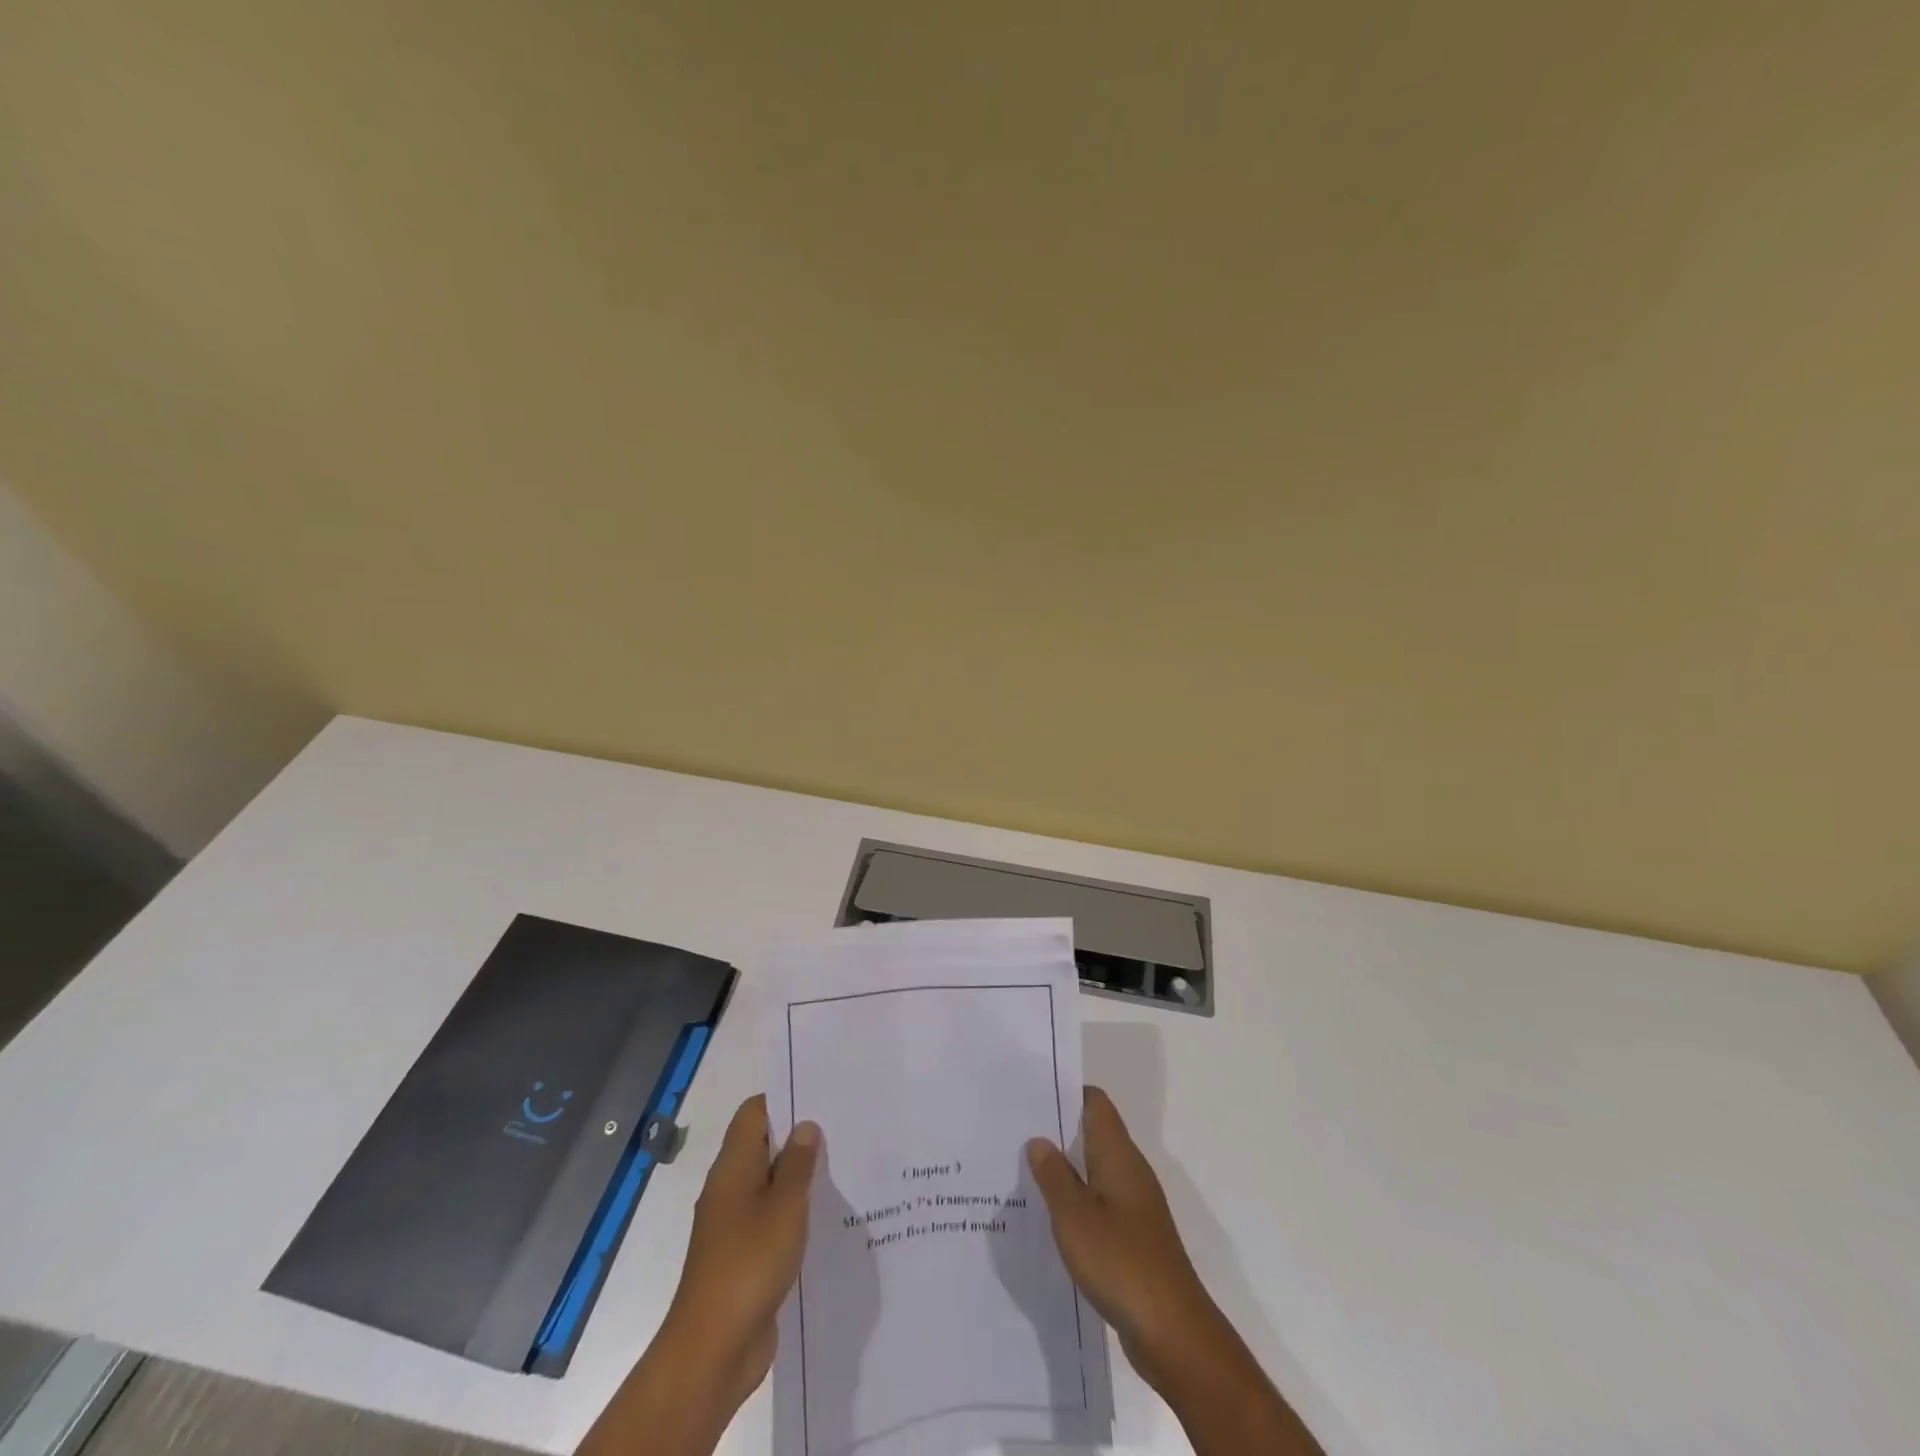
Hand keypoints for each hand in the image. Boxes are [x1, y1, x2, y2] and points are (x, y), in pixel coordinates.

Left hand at [665, 1094, 820, 1410]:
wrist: (713, 1349)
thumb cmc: (749, 1263)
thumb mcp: (785, 1206)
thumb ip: (798, 1164)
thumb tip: (805, 1126)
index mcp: (733, 1167)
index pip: (754, 1113)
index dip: (784, 1100)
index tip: (820, 1097)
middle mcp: (730, 1189)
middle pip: (763, 1146)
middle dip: (798, 1138)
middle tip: (842, 1130)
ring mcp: (734, 1225)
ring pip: (769, 1185)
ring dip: (799, 1178)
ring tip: (842, 1169)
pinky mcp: (744, 1257)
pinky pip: (771, 1220)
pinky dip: (794, 1213)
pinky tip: (825, 1218)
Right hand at [1024, 1086, 1219, 1390]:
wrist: (1173, 1332)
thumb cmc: (1121, 1262)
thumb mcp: (1074, 1217)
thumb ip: (1054, 1175)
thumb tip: (1039, 1139)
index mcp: (1118, 1155)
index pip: (1095, 1103)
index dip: (1066, 1092)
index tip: (1031, 1093)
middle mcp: (1129, 1171)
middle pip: (1093, 1133)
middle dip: (1058, 1129)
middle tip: (1014, 1131)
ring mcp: (1134, 1205)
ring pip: (1094, 1170)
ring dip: (1064, 1168)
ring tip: (1022, 1170)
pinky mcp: (1133, 1236)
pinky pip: (1099, 1202)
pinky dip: (1076, 1201)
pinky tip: (1049, 1217)